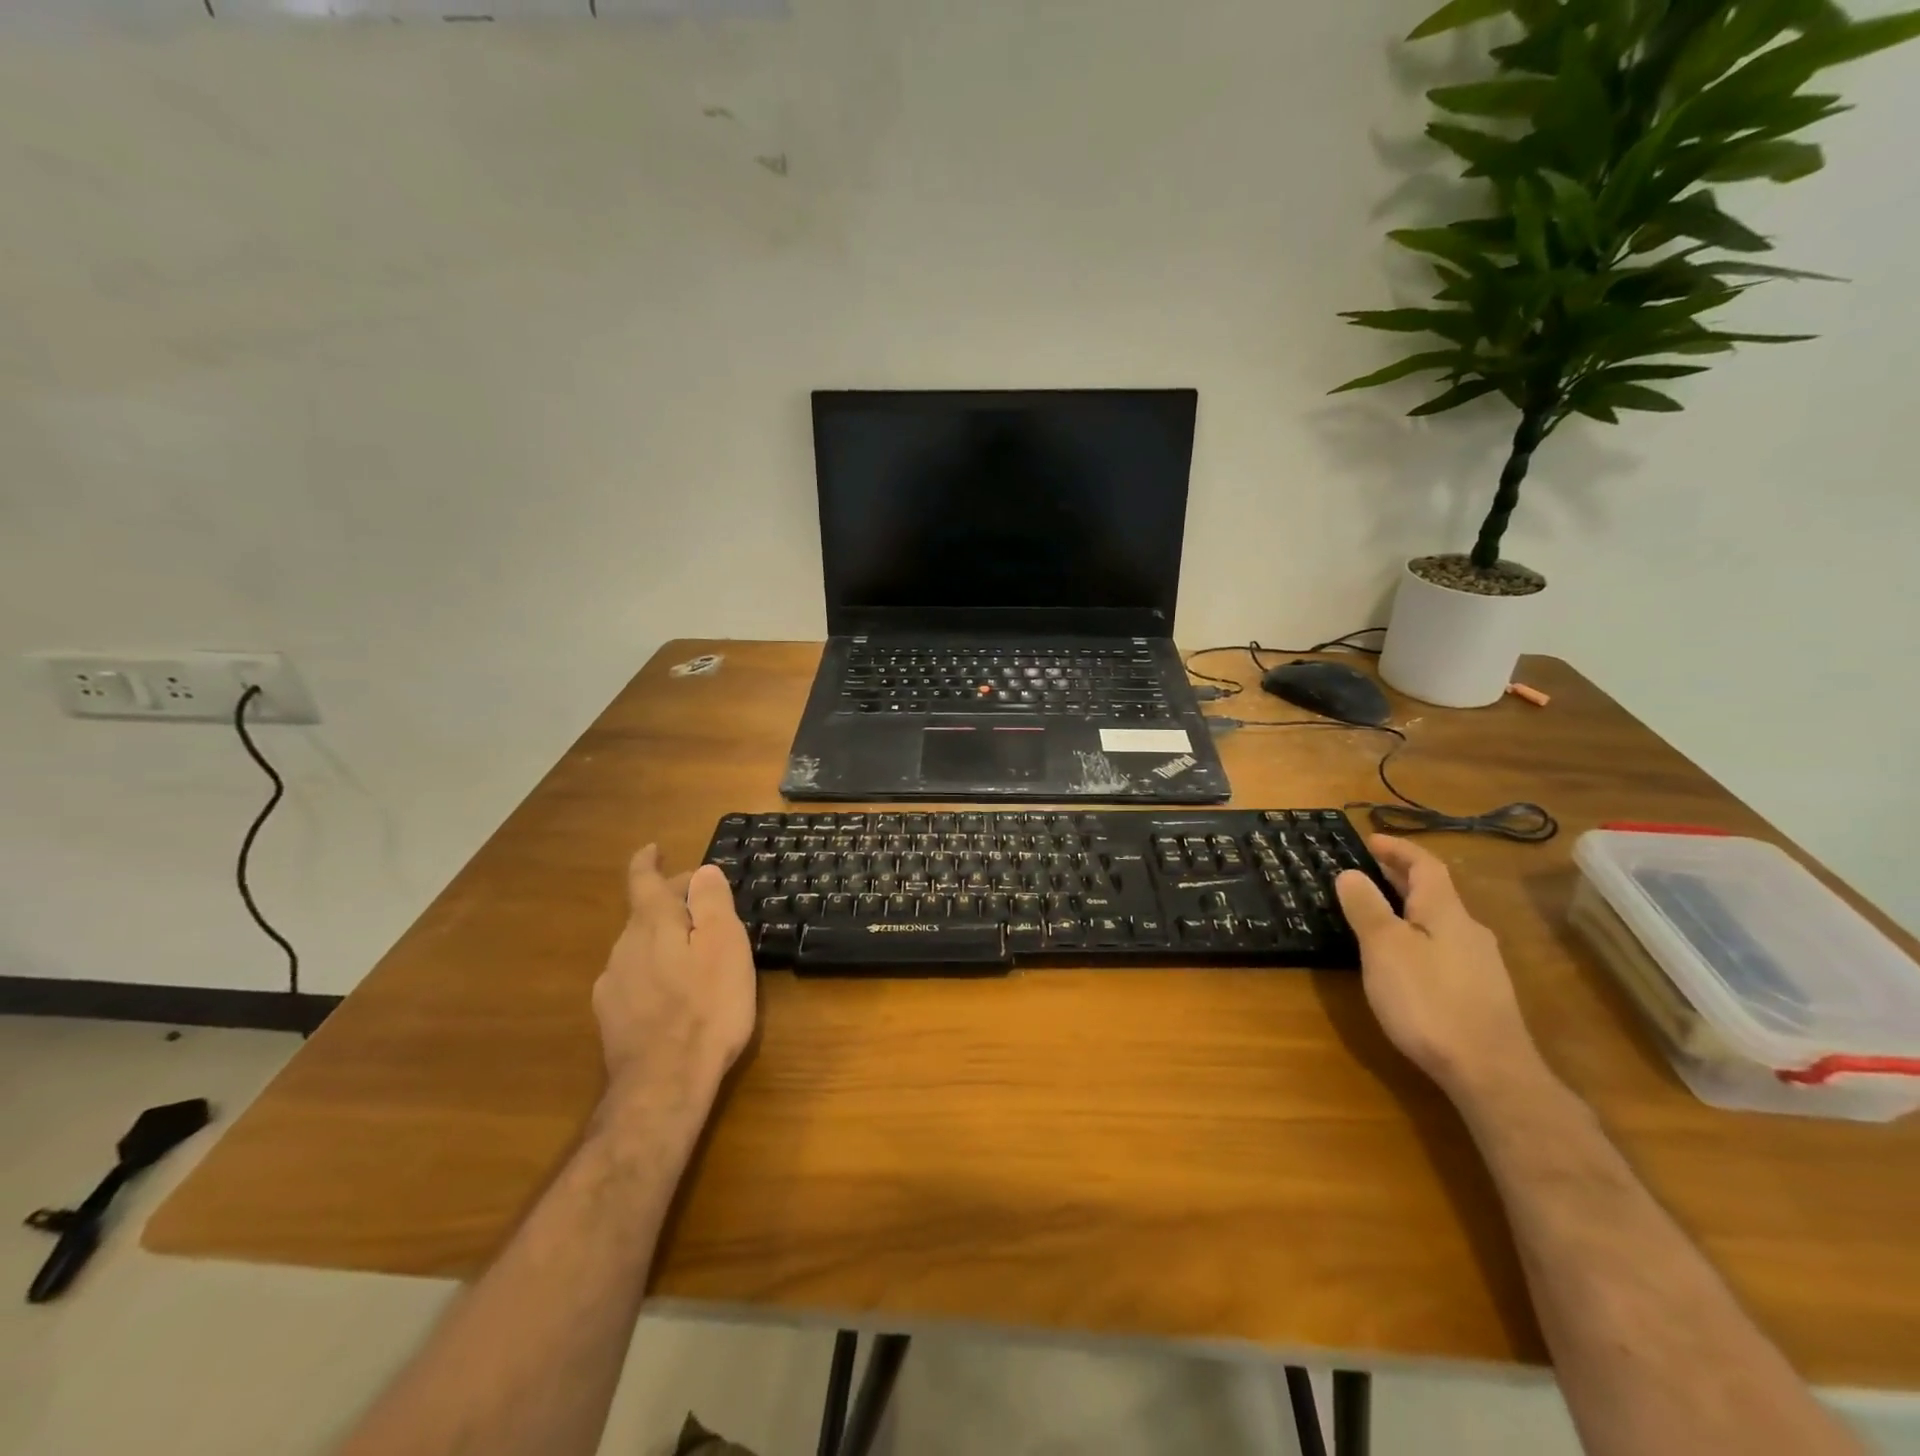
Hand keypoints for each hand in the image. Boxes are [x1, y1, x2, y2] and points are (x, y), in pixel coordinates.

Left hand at [593, 846, 756, 1107]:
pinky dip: (653, 972)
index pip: (643, 881)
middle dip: (670, 904)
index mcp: (652, 924)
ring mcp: (612, 985)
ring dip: (662, 940)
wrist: (665, 1084)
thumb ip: (711, 904)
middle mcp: (623, 947)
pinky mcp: (610, 1018)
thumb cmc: (707, 1007)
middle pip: (644, 914)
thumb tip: (703, 871)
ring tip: (693, 954)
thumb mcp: (725, 946)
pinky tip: (671, 994)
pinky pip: (633, 979)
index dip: (647, 862)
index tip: (652, 849)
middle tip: (703, 908)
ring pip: (638, 947)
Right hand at [1334, 836, 1542, 1101]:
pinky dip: (1419, 937)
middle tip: (1367, 871)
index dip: (1398, 849)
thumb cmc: (1428, 1000)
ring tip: (1378, 912)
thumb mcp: (1384, 948)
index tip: (1371, 840)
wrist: (1489, 1072)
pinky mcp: (1480, 995)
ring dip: (1409, 908)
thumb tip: (1351, 874)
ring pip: (1439, 922)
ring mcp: (1479, 965)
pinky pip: (1443, 948)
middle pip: (1434, 892)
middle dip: (1401, 877)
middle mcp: (1468, 931)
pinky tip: (1404, 959)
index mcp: (1445, 912)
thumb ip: (1366, 908)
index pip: (1425, 866)